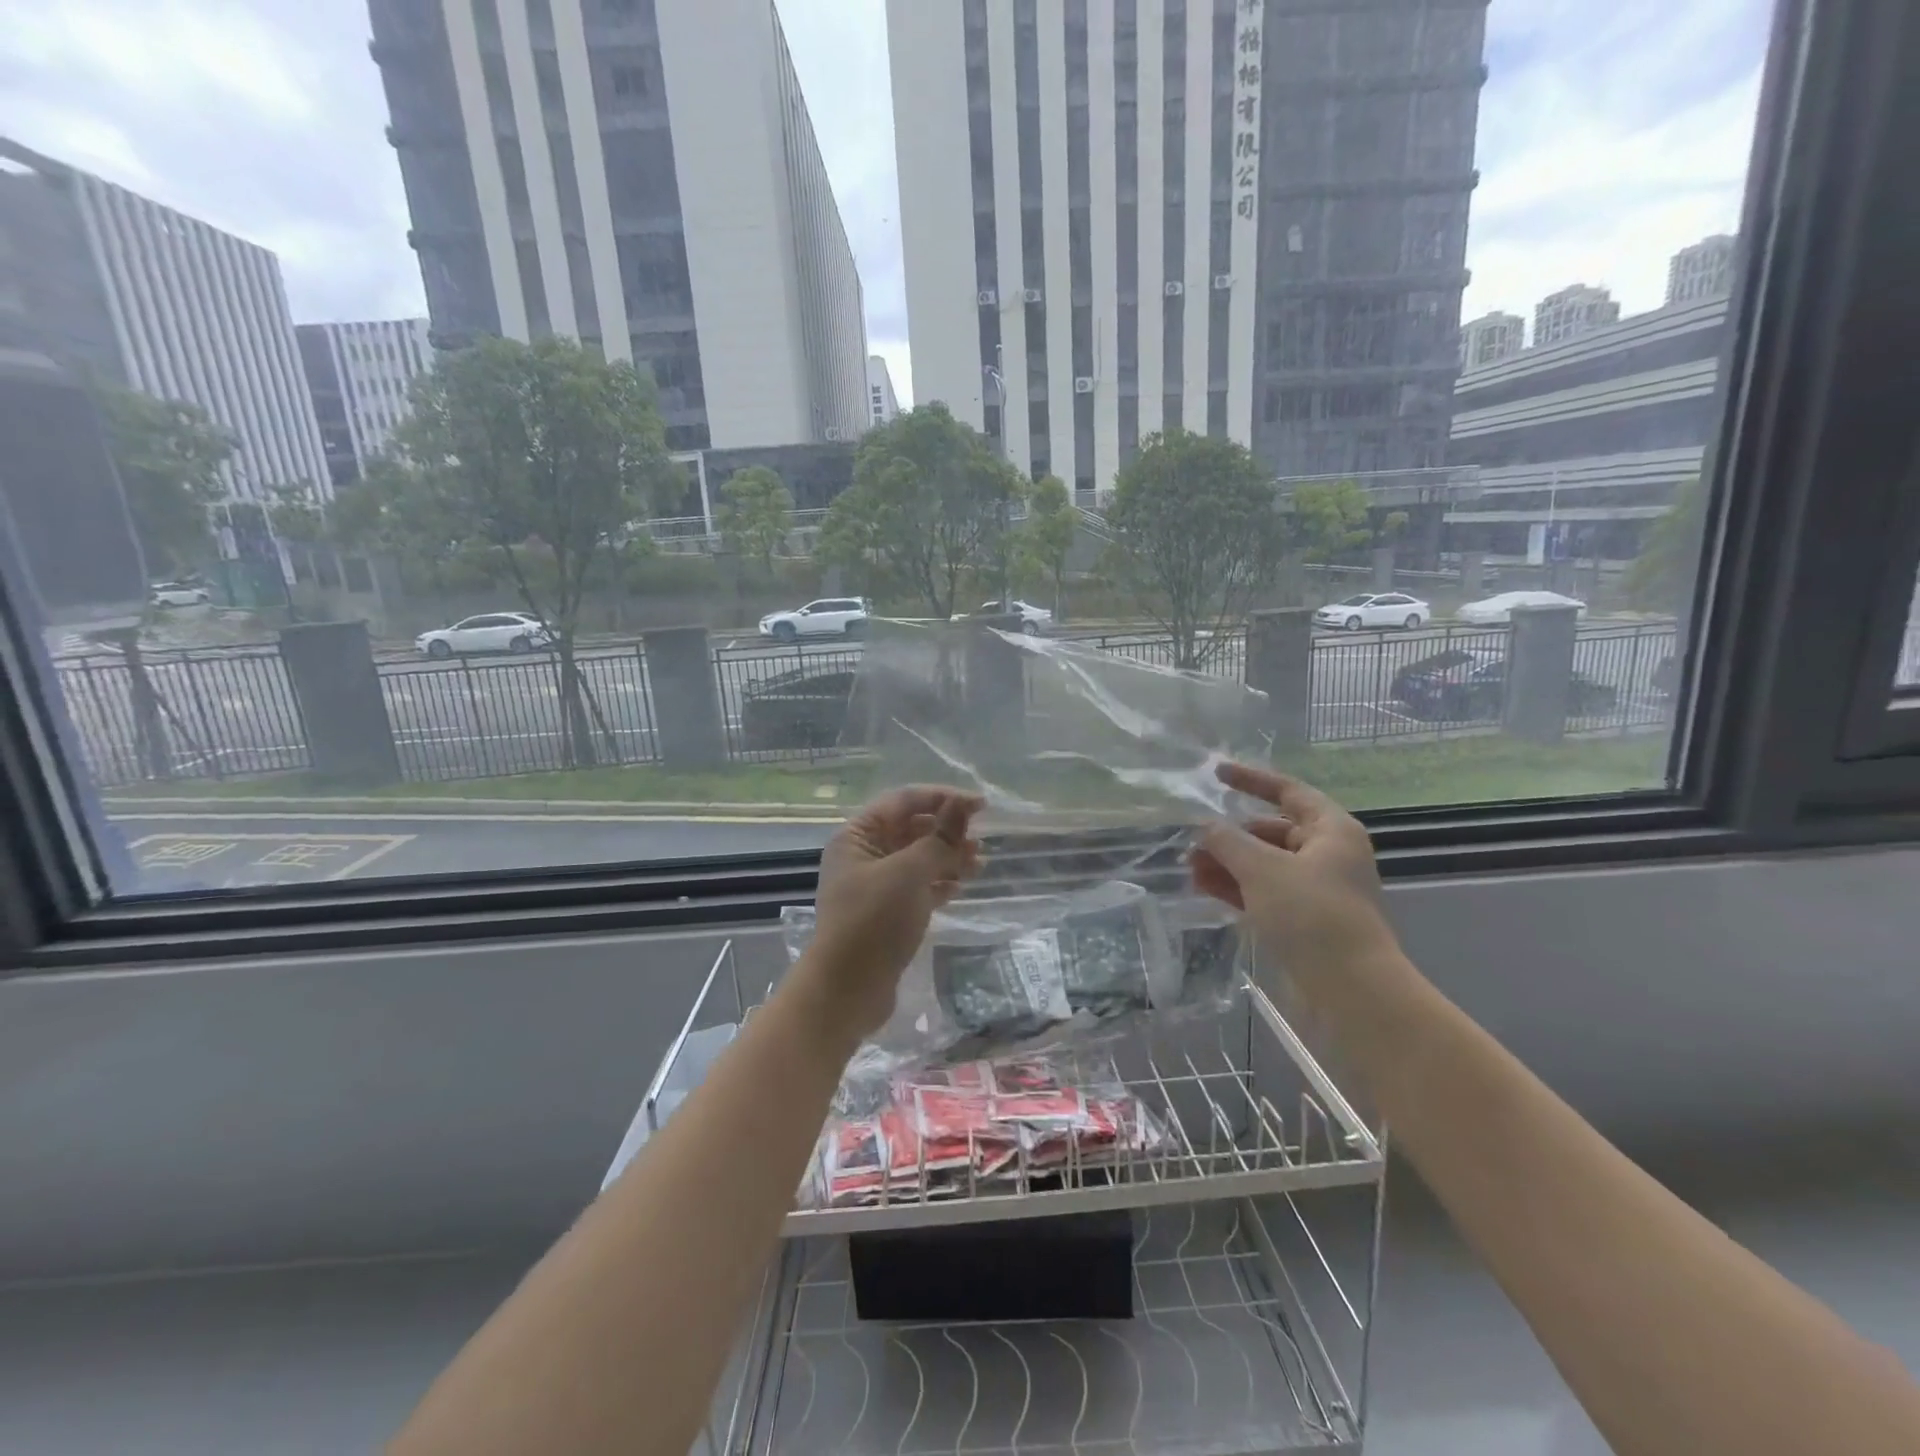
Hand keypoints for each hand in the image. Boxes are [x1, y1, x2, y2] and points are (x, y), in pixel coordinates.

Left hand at [797, 786, 984, 1042]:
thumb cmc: (873, 922)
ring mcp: (874, 886)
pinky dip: (939, 882)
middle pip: (911, 829)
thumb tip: (962, 805)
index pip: (904, 801)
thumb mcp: (909, 873)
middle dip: (947, 830)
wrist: (846, 991)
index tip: (981, 806)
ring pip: (917, 859)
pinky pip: (918, 886)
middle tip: (980, 840)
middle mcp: (863, 855)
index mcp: (857, 835)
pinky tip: (961, 886)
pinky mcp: (886, 913)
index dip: (943, 798)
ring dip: (948, 856)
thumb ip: (939, 838)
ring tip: (979, 862)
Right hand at [1190, 762, 1399, 991]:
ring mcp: (1315, 889)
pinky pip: (1264, 892)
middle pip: (1270, 831)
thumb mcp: (1262, 870)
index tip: (1216, 773)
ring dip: (1227, 864)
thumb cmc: (1311, 915)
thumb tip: (1205, 826)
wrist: (1352, 990)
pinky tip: (1204, 888)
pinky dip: (1236, 888)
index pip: (1287, 791)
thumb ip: (1227, 841)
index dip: (1251, 780)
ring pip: (1263, 864)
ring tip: (1189, 869)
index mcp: (1330, 830)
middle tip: (1191, 842)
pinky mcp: (1303, 920)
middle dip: (1229, 836)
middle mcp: (1326, 854)